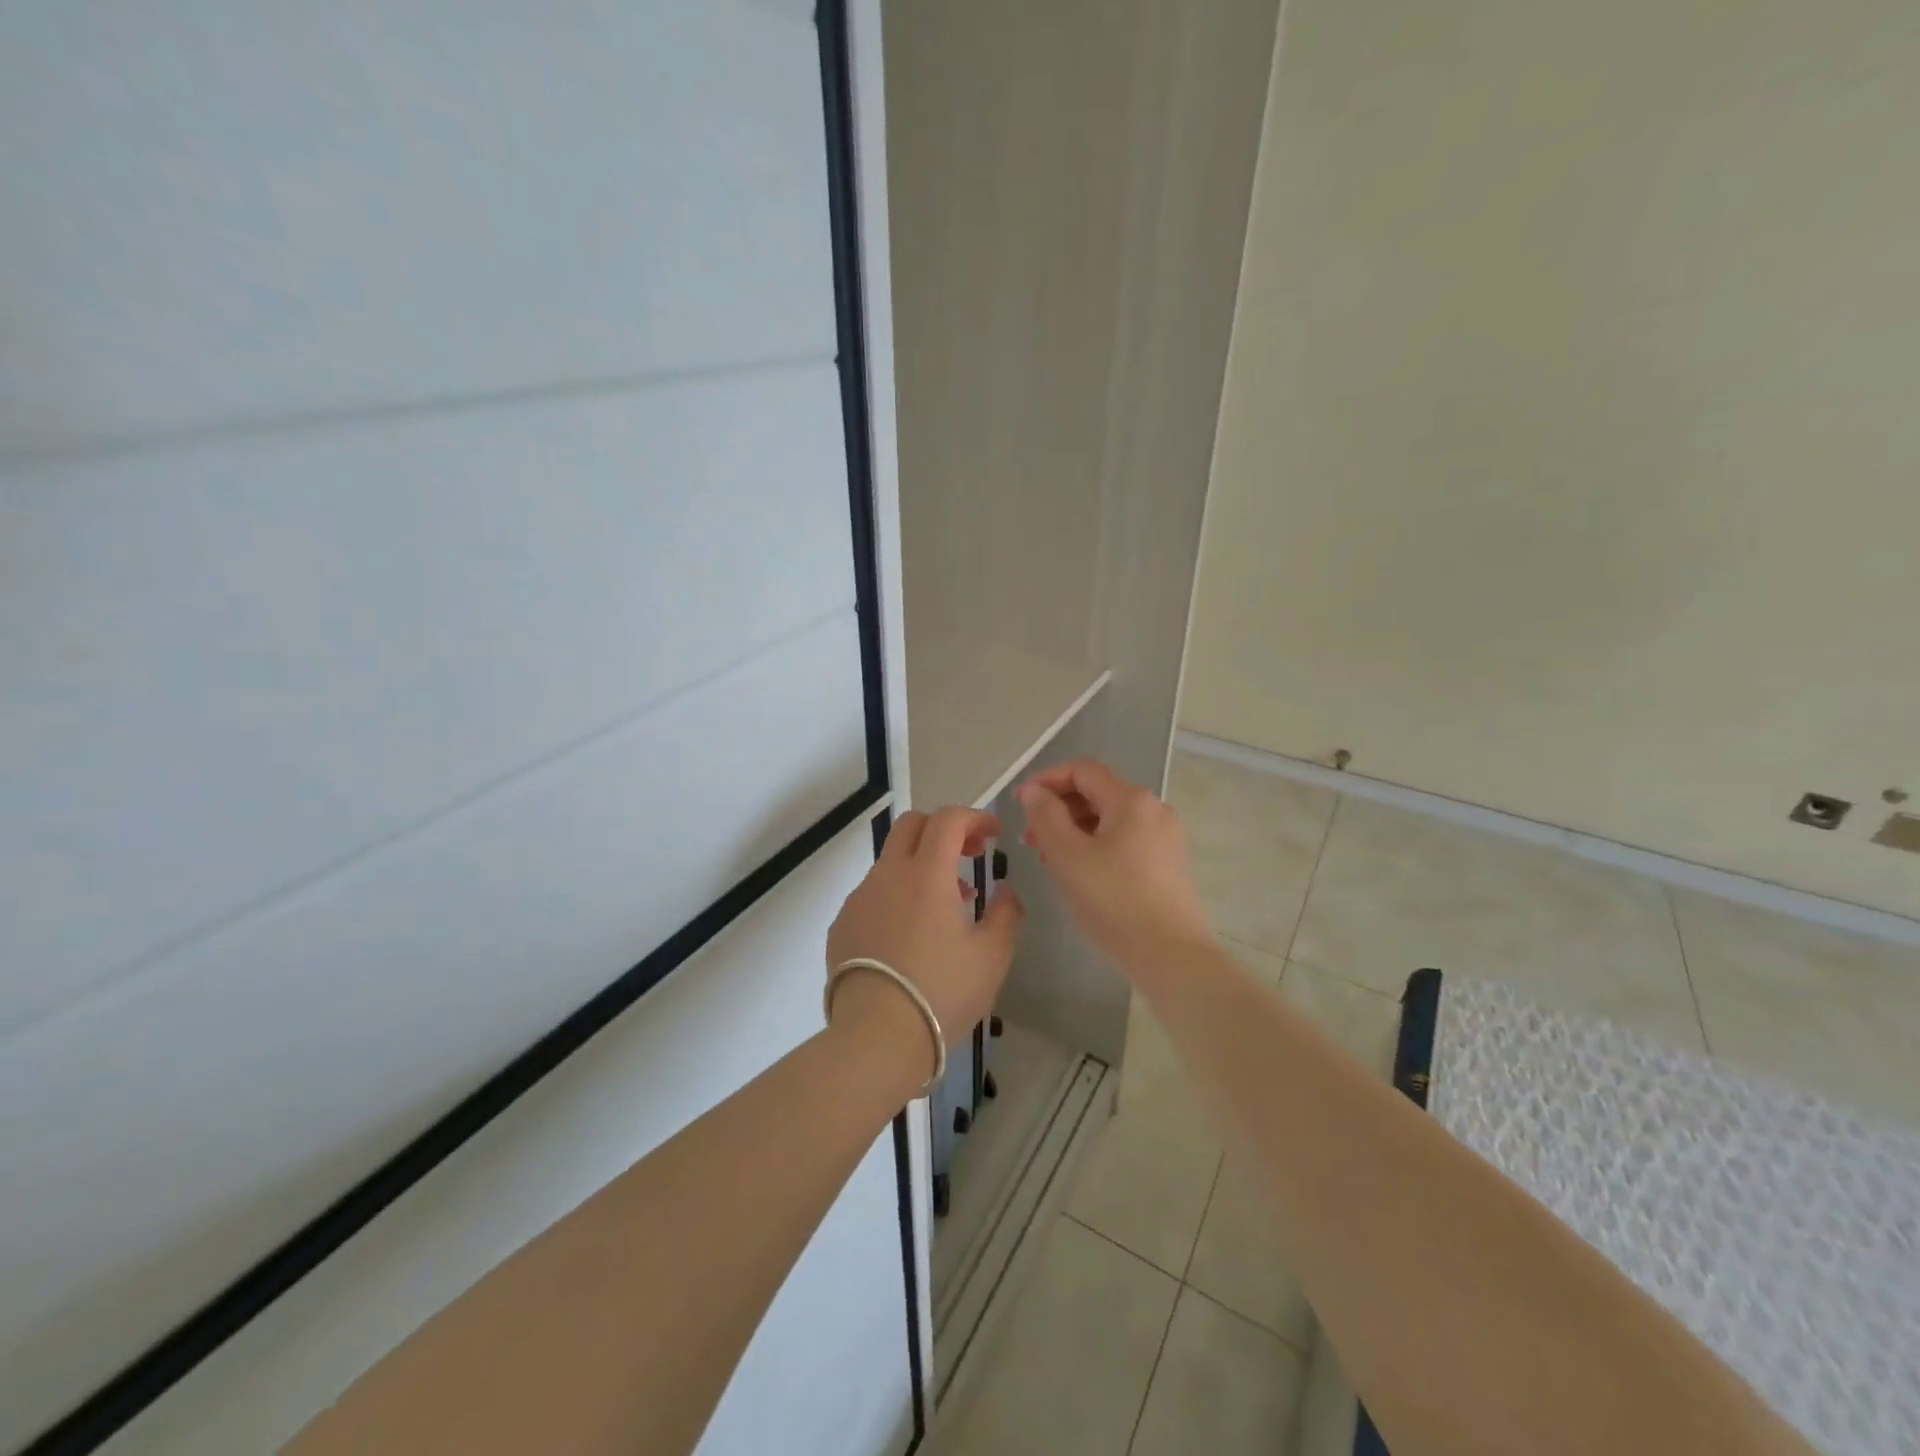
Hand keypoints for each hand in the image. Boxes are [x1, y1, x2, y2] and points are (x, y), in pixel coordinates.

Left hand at [825, 807, 1024, 1083]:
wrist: (875, 1038)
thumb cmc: (942, 993)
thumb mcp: (992, 957)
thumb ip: (1006, 914)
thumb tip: (1005, 890)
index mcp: (927, 874)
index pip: (949, 819)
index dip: (975, 817)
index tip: (993, 834)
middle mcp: (888, 875)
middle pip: (912, 825)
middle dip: (944, 829)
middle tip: (969, 855)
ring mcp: (859, 899)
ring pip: (891, 861)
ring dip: (921, 866)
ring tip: (946, 906)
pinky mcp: (842, 925)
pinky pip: (873, 894)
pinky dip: (897, 895)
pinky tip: (910, 935)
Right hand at [1016, 759, 1212, 974]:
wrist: (1171, 955)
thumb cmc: (1113, 900)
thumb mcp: (1067, 856)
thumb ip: (1045, 816)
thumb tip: (1034, 792)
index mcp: (1131, 800)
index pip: (1082, 770)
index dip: (1046, 780)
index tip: (1019, 804)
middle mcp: (1154, 809)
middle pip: (1098, 793)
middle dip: (1059, 809)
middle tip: (1030, 839)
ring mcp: (1167, 837)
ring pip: (1111, 819)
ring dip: (1076, 830)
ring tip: (1050, 859)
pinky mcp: (1170, 863)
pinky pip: (1126, 840)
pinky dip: (1097, 846)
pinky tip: (1081, 873)